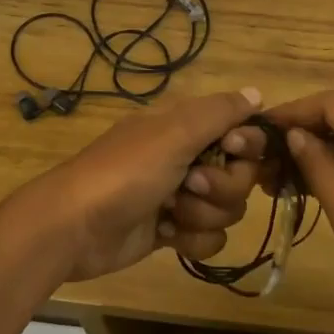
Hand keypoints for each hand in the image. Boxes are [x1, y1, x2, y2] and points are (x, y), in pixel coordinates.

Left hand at [4, 88, 271, 281]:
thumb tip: (258, 93)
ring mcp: (180, 195)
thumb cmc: (125, 173)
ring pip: (227, 209)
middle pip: (240, 175)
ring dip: (202, 215)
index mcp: (186, 125)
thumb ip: (220, 112)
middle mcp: (188, 156)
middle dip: (220, 187)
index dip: (245, 145)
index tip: (231, 149)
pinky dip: (191, 240)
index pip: (242, 130)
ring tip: (169, 212)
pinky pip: (209, 237)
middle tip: (189, 185)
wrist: (75, 228)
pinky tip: (167, 235)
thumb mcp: (174, 133)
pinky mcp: (172, 230)